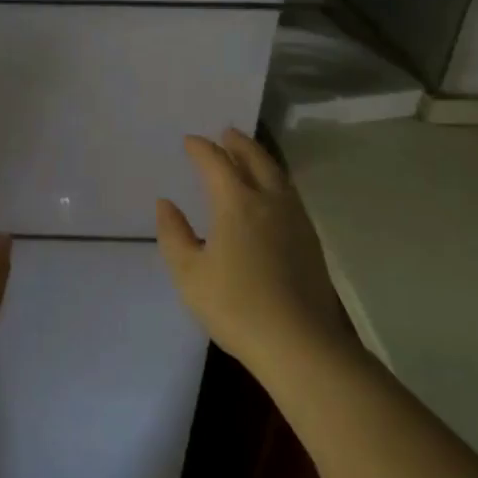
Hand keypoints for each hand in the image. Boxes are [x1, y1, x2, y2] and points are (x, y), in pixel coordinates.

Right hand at [156, 129, 351, 372]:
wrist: (300, 343)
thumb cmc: (235, 306)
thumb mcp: (188, 273)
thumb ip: (174, 234)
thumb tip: (167, 204)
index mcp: (236, 204)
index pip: (216, 163)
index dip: (201, 149)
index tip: (189, 141)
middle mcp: (269, 202)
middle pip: (255, 160)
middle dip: (238, 144)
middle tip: (226, 133)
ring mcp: (295, 220)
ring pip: (278, 175)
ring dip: (260, 158)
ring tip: (248, 154)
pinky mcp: (310, 240)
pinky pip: (290, 194)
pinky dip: (275, 180)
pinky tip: (271, 193)